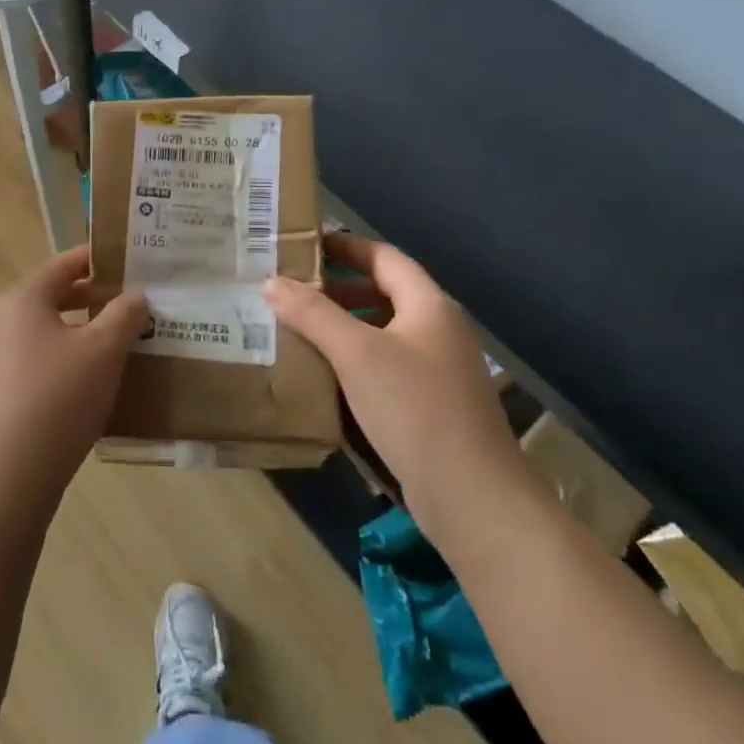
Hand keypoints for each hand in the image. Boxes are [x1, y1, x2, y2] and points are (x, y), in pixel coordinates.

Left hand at [0, 246, 148, 511]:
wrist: (2, 480)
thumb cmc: (56, 399)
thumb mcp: (103, 352)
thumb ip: (124, 316)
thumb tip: (135, 295)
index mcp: (20, 300)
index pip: (63, 266)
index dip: (96, 260)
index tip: (128, 262)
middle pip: (50, 300)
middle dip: (91, 302)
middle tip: (132, 307)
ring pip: (42, 337)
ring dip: (78, 338)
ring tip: (117, 350)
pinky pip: (32, 369)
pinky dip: (60, 368)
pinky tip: (88, 392)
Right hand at [264, 235, 530, 546]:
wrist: (472, 496)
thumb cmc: (414, 408)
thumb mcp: (356, 353)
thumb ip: (313, 314)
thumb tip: (271, 282)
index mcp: (428, 306)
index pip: (384, 257)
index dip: (345, 246)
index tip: (303, 246)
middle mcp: (437, 330)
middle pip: (383, 293)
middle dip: (336, 289)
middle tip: (289, 290)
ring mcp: (437, 371)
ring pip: (382, 333)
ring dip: (342, 327)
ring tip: (296, 329)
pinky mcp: (431, 405)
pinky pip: (385, 367)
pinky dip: (354, 361)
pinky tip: (323, 376)